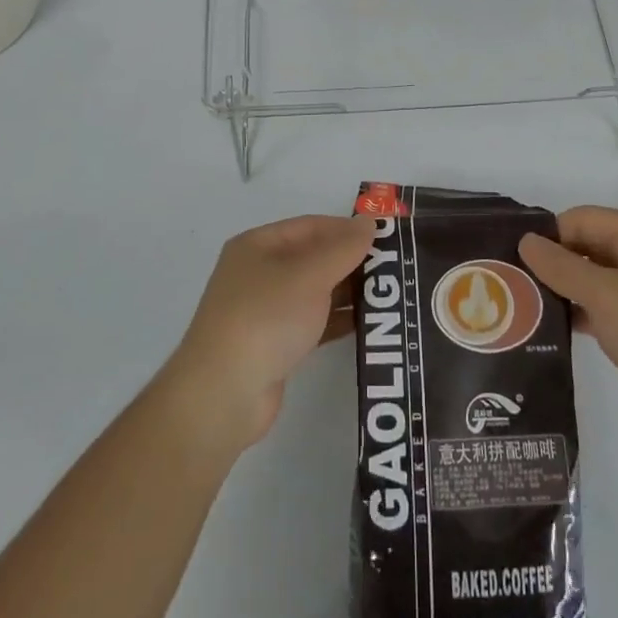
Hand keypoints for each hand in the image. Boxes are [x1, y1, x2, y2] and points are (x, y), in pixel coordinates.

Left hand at [164, 214, 377, 451]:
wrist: (224, 395)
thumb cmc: (266, 318)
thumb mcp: (309, 275)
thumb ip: (343, 248)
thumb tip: (369, 222)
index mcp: (258, 245)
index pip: (311, 226)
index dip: (347, 229)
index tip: (386, 238)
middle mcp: (259, 273)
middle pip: (313, 258)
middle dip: (351, 262)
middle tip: (393, 268)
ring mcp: (264, 311)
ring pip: (314, 292)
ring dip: (347, 293)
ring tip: (388, 295)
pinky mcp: (274, 345)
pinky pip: (312, 322)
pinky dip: (336, 320)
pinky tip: (365, 324)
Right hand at [519, 206, 617, 445]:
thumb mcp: (605, 294)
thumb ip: (561, 267)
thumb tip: (526, 241)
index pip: (582, 219)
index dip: (549, 236)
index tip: (514, 259)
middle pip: (588, 248)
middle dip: (553, 264)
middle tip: (512, 285)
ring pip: (595, 281)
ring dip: (565, 292)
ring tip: (523, 308)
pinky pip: (606, 310)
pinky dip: (583, 316)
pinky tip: (553, 332)